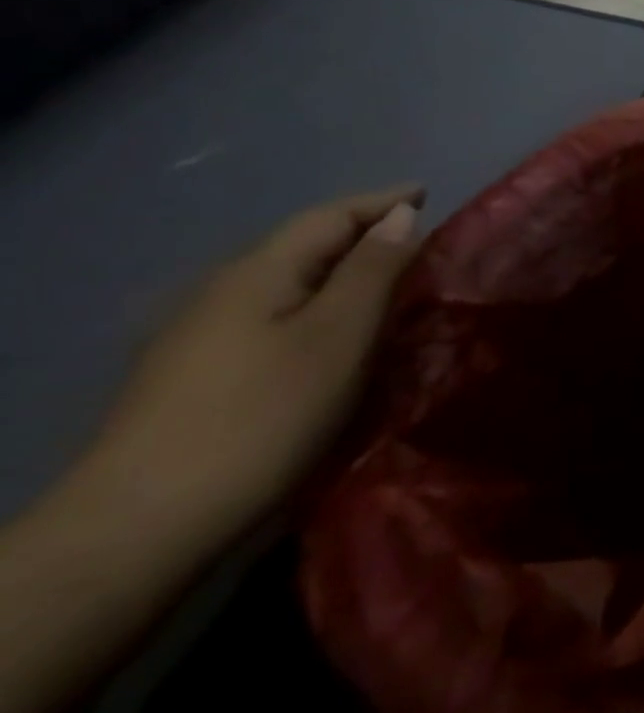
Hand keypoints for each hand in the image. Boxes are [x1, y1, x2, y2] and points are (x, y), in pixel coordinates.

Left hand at [74, 186, 423, 540]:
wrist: (146, 519)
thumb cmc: (265, 414)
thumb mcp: (339, 336)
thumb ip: (373, 271)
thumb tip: (401, 216)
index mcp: (259, 273)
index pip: (329, 217)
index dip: (381, 201)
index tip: (427, 193)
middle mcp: (222, 291)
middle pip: (303, 245)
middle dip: (362, 235)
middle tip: (419, 241)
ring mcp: (201, 335)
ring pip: (287, 283)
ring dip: (341, 273)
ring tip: (389, 283)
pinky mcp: (196, 374)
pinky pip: (273, 316)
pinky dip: (317, 306)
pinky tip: (334, 333)